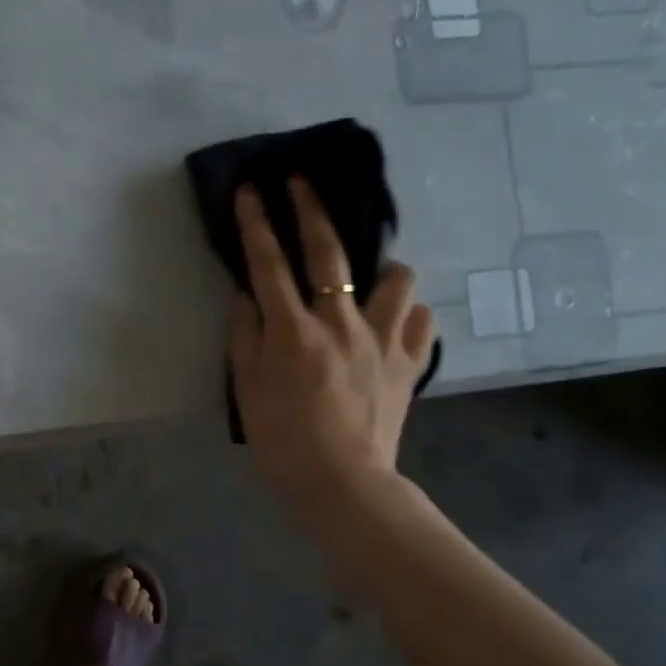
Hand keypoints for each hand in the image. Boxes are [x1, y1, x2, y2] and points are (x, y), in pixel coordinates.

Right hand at [227, 178, 435, 532]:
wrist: (343, 485)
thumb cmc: (283, 440)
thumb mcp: (246, 389)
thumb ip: (244, 336)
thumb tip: (247, 296)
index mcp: (292, 332)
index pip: (268, 264)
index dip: (257, 223)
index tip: (252, 190)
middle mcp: (340, 323)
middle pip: (328, 252)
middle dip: (312, 209)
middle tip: (303, 181)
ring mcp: (382, 340)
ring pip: (395, 277)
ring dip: (380, 267)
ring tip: (368, 278)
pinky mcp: (410, 362)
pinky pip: (420, 319)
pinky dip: (406, 312)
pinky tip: (392, 321)